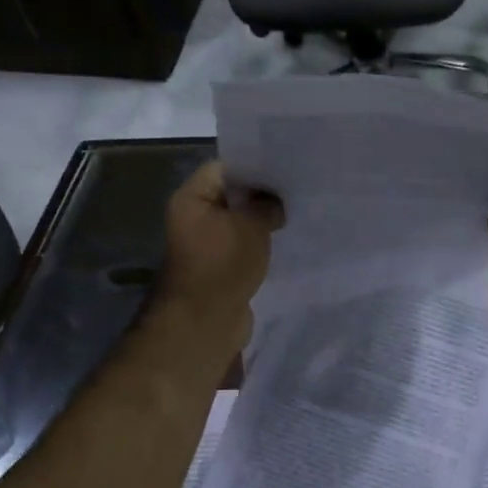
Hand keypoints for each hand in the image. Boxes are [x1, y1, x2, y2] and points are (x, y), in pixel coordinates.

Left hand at [153, 161, 283, 348]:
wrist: (206, 321)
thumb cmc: (224, 263)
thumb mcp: (252, 224)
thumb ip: (267, 205)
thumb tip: (274, 204)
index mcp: (192, 198)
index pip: (225, 168)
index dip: (254, 167)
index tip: (284, 170)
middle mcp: (194, 217)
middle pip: (232, 195)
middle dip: (261, 195)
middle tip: (294, 192)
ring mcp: (205, 244)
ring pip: (239, 222)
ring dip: (261, 222)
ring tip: (292, 216)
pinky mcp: (218, 266)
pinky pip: (242, 245)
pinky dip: (259, 244)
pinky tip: (282, 242)